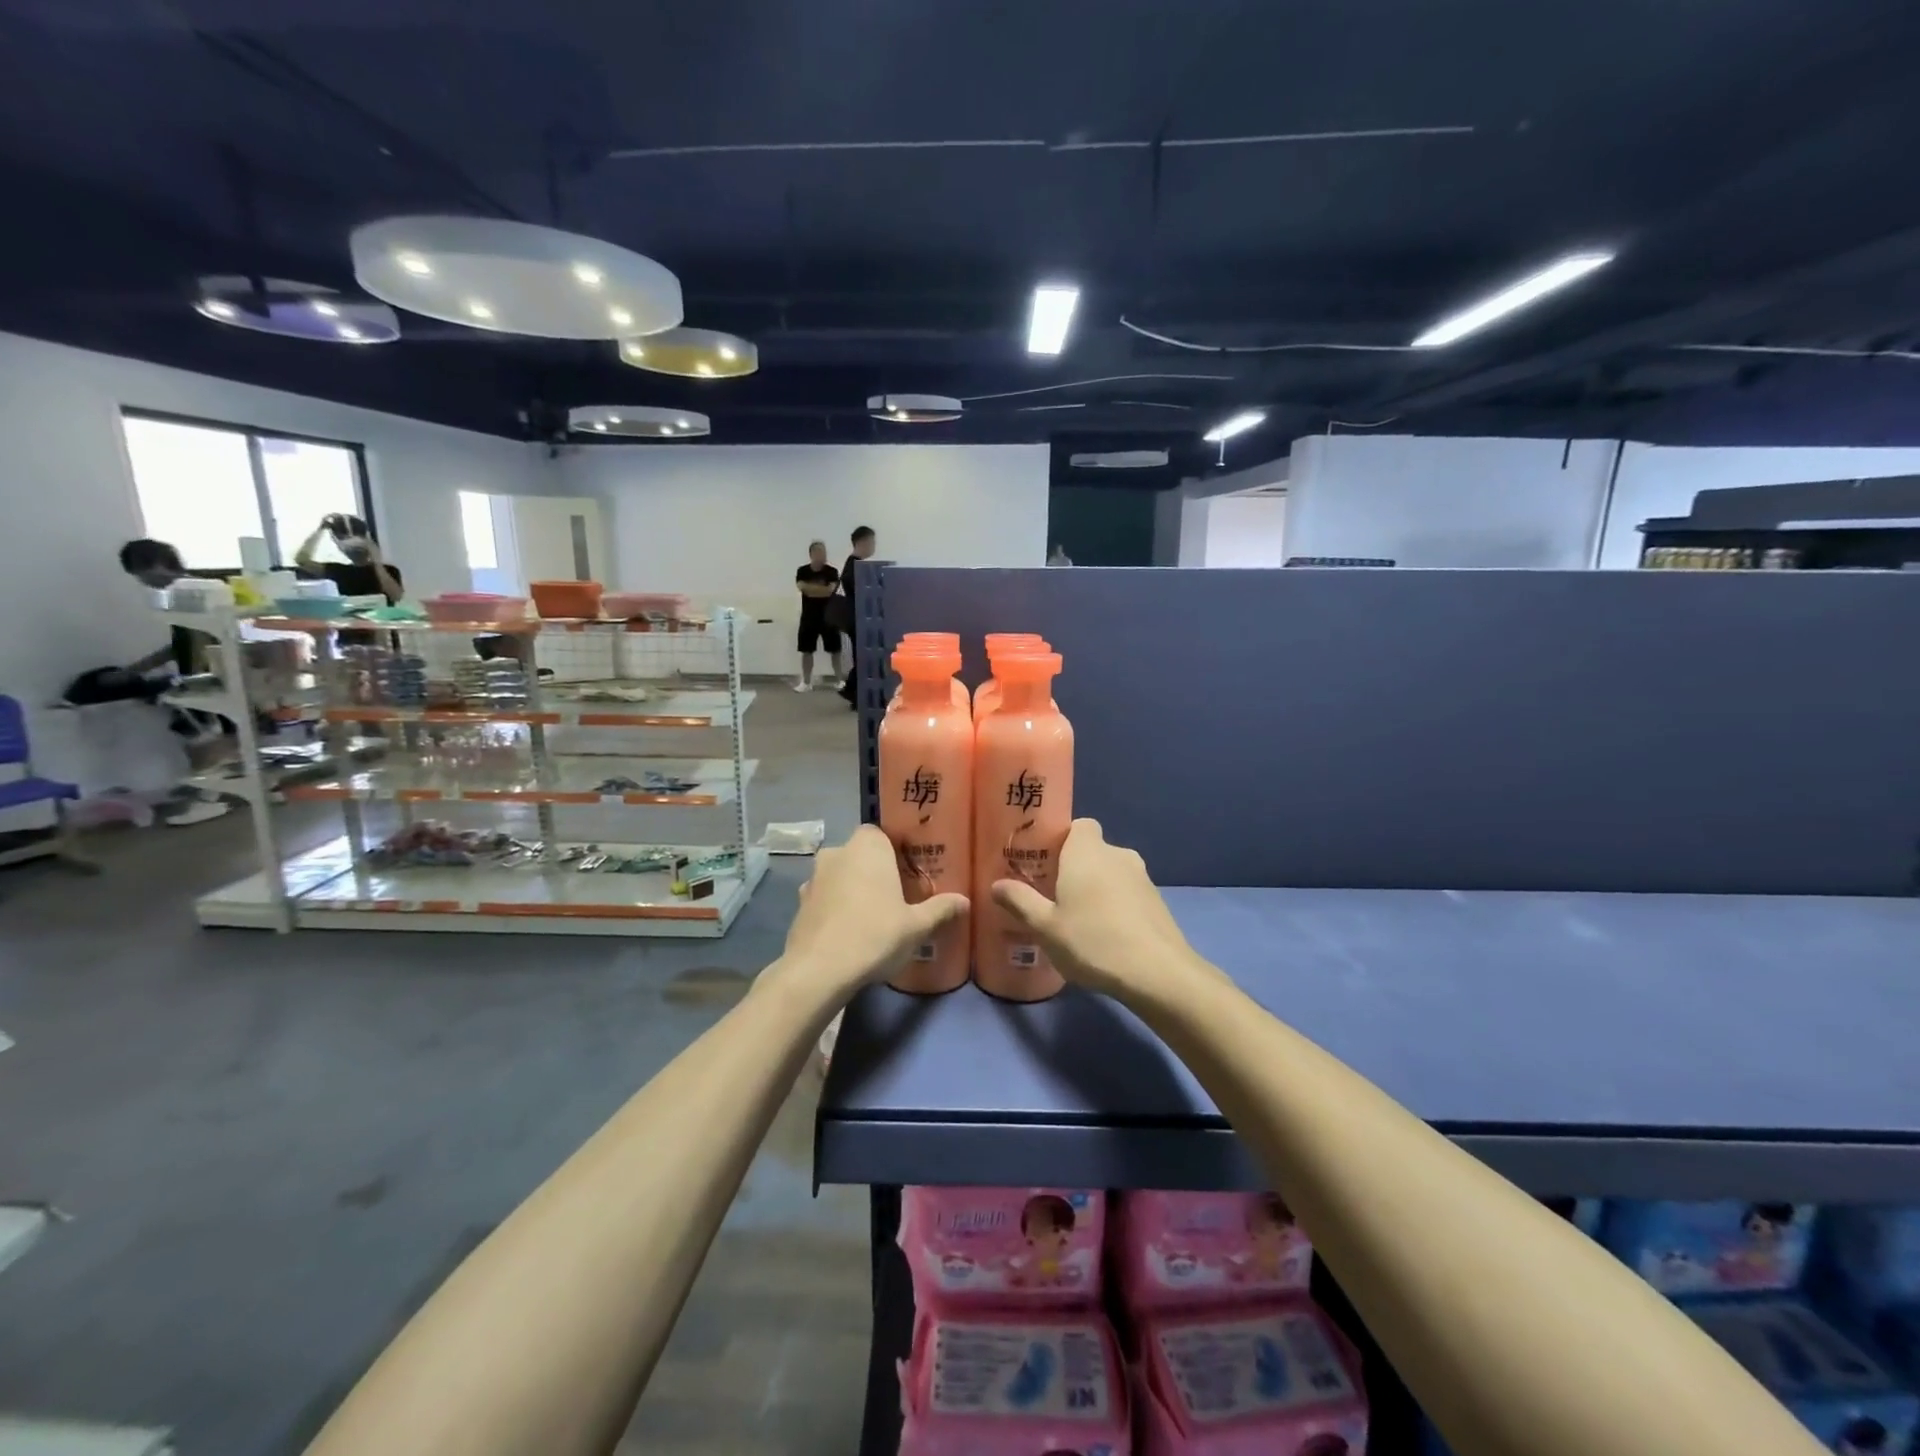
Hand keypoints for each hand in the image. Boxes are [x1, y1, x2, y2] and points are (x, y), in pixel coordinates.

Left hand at [780, 825, 966, 995]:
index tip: (908, 871)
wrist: (818, 970)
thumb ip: (940, 909)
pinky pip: (825, 898)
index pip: (881, 833)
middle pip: (860, 854)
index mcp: (867, 847)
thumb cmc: (874, 935)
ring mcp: (813, 878)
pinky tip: (848, 932)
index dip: (894, 850)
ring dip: (852, 888)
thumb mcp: (916, 926)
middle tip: (895, 895)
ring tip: (872, 916)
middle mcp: (837, 852)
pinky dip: (835, 908)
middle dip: (874, 870)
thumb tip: (965, 901)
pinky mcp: (799, 904)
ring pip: (840, 875)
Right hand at [991, 818, 1212, 999]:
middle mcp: (1117, 854)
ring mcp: (1142, 877)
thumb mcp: (1045, 926)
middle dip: (1075, 868)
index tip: (1046, 863)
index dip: (1063, 839)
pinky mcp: (1157, 901)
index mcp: (1087, 851)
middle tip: (1054, 896)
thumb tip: (997, 885)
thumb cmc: (1093, 940)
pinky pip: (1128, 893)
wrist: (1157, 972)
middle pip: (1093, 851)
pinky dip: (1116, 905)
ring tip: (1079, 920)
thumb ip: (1020, 901)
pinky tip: (1106, 935)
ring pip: (1111, 873)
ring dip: (1097, 888)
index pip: (1079, 825)